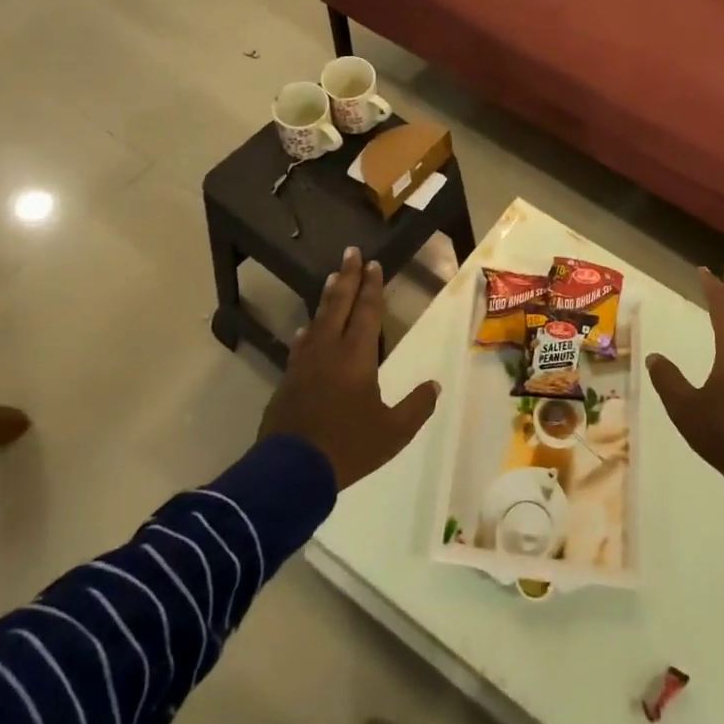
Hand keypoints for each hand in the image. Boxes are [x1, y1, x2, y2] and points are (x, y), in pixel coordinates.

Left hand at [259, 247, 440, 489]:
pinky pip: (301, 345)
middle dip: (348, 277)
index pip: (367, 312)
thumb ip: (416, 407)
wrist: (290, 471)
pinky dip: (308, 331)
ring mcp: (305, 363)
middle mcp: (329, 350)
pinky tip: (306, 329)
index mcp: (357, 356)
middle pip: (340, 305)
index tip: (373, 264)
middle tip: (351, 252)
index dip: (371, 287)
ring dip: (328, 297)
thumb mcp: (393, 433)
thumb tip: (434, 386)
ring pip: (318, 320)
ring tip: (333, 278)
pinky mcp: (288, 380)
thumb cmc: (347, 447)